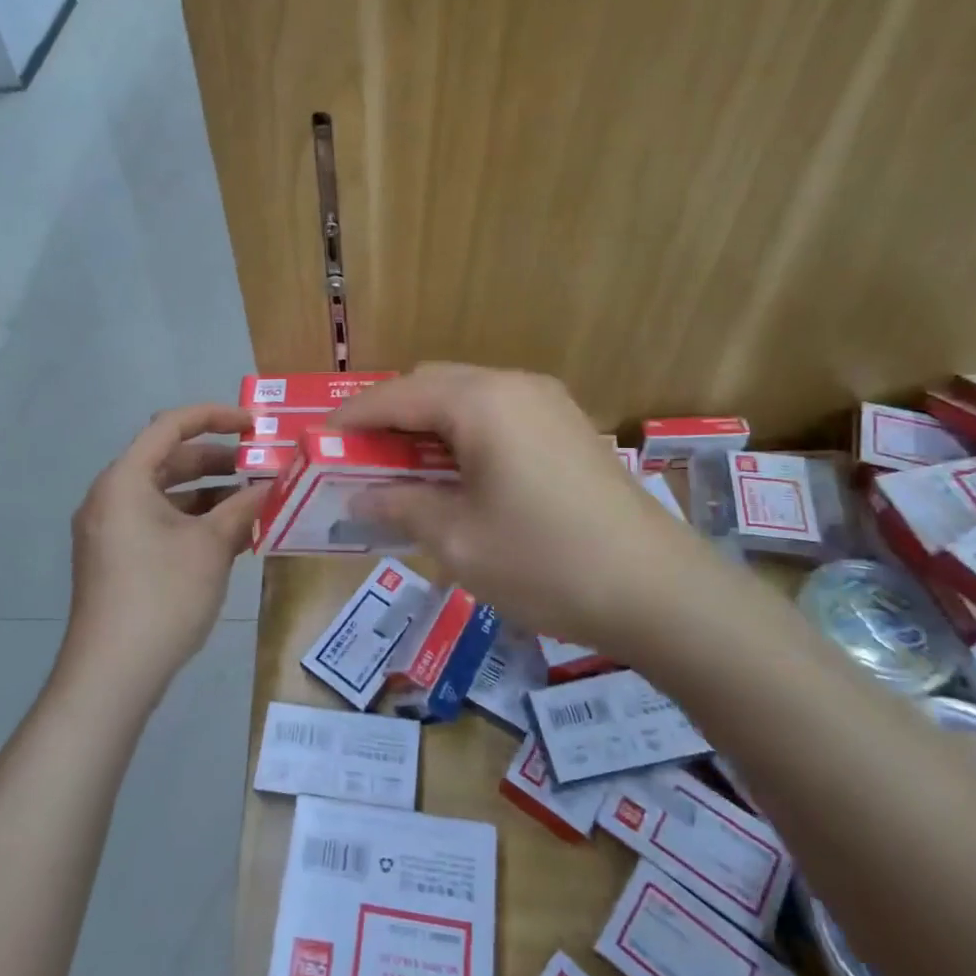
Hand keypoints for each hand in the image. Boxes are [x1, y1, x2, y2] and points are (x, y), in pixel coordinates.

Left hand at [61, 405, 268, 705]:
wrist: (112, 675)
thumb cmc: (163, 596)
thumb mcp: (211, 546)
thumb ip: (243, 507)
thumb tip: (270, 485)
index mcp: (124, 480)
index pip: (171, 426)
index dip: (215, 417)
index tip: (254, 425)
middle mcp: (110, 497)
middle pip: (168, 460)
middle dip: (218, 461)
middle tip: (261, 467)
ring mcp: (109, 530)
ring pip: (165, 495)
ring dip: (209, 494)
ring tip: (254, 503)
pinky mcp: (115, 558)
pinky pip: (157, 522)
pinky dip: (192, 520)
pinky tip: (230, 536)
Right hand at [332, 365, 704, 646]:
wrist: (658, 591)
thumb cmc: (545, 562)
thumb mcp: (458, 540)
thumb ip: (401, 505)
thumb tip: (361, 496)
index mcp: (481, 402)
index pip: (396, 395)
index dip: (351, 417)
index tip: (316, 441)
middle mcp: (514, 386)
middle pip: (432, 384)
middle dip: (389, 416)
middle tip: (359, 459)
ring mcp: (547, 403)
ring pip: (466, 396)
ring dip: (427, 424)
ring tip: (401, 469)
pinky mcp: (567, 427)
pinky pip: (497, 414)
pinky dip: (463, 433)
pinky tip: (455, 474)